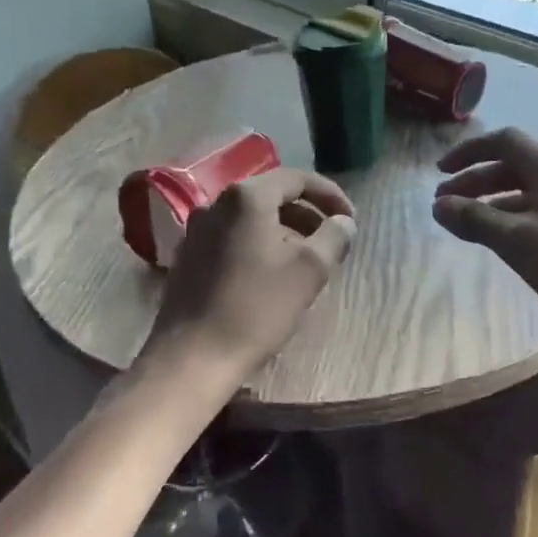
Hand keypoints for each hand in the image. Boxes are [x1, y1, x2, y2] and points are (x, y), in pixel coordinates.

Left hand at [144, 168, 356, 383]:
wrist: (191, 358)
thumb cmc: (256, 308)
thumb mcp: (309, 270)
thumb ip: (333, 237)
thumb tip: (343, 222)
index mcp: (247, 198)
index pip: (297, 179)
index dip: (330, 195)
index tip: (350, 219)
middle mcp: (217, 203)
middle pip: (272, 196)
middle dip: (307, 214)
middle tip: (332, 239)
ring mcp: (197, 230)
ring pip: (251, 218)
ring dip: (284, 231)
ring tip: (306, 260)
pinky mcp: (187, 256)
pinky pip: (232, 237)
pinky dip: (258, 245)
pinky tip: (271, 275)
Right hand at [432, 127, 537, 341]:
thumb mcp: (520, 244)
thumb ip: (477, 220)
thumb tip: (438, 206)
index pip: (507, 141)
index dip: (469, 152)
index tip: (439, 173)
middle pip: (516, 164)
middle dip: (476, 180)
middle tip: (444, 205)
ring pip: (528, 189)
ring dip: (493, 201)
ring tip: (465, 224)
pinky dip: (515, 217)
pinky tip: (502, 240)